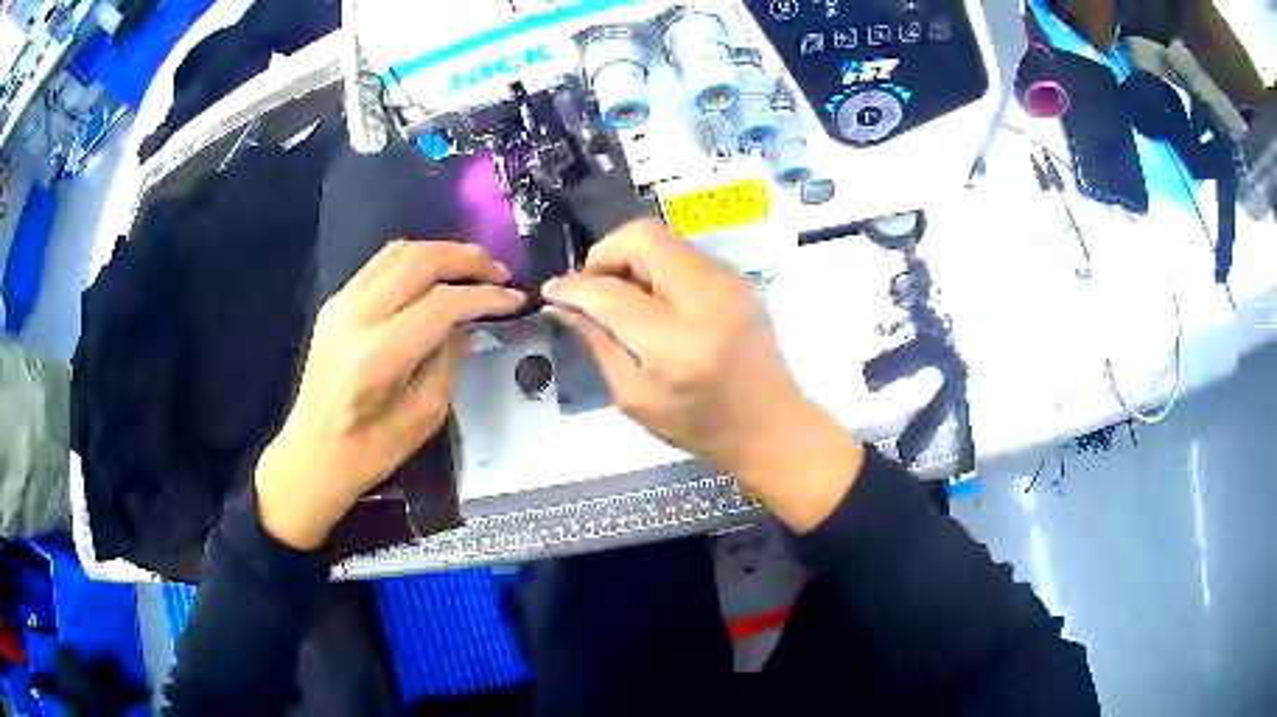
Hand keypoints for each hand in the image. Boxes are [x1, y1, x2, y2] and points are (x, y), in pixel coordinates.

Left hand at [256, 241, 525, 549]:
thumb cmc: (371, 450)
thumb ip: (448, 360)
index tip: (516, 299)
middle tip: (499, 273)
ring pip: (399, 251)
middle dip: (468, 259)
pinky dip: (415, 261)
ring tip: (472, 269)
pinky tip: (434, 278)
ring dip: (442, 252)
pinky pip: (380, 264)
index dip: (486, 297)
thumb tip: (467, 324)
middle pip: (420, 260)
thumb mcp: (424, 416)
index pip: (443, 303)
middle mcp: (357, 316)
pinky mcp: (334, 303)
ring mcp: (341, 304)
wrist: (312, 453)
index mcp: (380, 354)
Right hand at [542, 220, 862, 531]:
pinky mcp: (738, 279)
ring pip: (663, 238)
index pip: (612, 293)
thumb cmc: (701, 427)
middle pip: (642, 238)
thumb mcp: (636, 398)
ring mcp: (729, 283)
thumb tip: (562, 303)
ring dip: (630, 258)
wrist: (772, 426)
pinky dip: (656, 265)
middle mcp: (708, 300)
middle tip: (593, 289)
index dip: (574, 286)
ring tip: (621, 295)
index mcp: (677, 344)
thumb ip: (597, 343)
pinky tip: (652, 298)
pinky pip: (683, 253)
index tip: (552, 290)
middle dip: (604, 255)